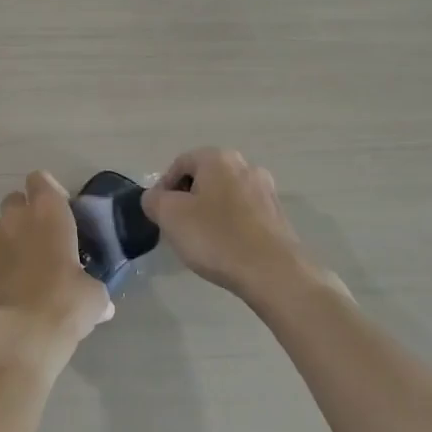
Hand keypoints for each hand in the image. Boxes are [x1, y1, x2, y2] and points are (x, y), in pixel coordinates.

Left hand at [0, 171, 113, 371]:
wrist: (21, 336)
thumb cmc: (66, 303)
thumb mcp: (94, 296)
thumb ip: (93, 288)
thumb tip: (103, 305)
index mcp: (48, 212)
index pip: (40, 180)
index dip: (49, 191)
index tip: (60, 211)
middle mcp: (15, 218)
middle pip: (14, 200)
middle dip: (25, 215)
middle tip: (41, 240)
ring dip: (7, 241)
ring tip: (22, 268)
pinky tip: (4, 289)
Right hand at [143, 148, 324, 301]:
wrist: (273, 273)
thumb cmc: (216, 238)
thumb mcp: (170, 216)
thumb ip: (153, 200)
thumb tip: (156, 198)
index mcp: (218, 158)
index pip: (179, 164)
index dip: (163, 188)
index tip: (159, 215)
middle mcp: (245, 166)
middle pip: (204, 178)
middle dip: (187, 200)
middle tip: (178, 228)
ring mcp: (266, 190)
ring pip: (225, 196)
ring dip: (209, 213)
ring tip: (201, 242)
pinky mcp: (278, 215)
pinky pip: (244, 214)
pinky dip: (230, 225)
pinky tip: (225, 249)